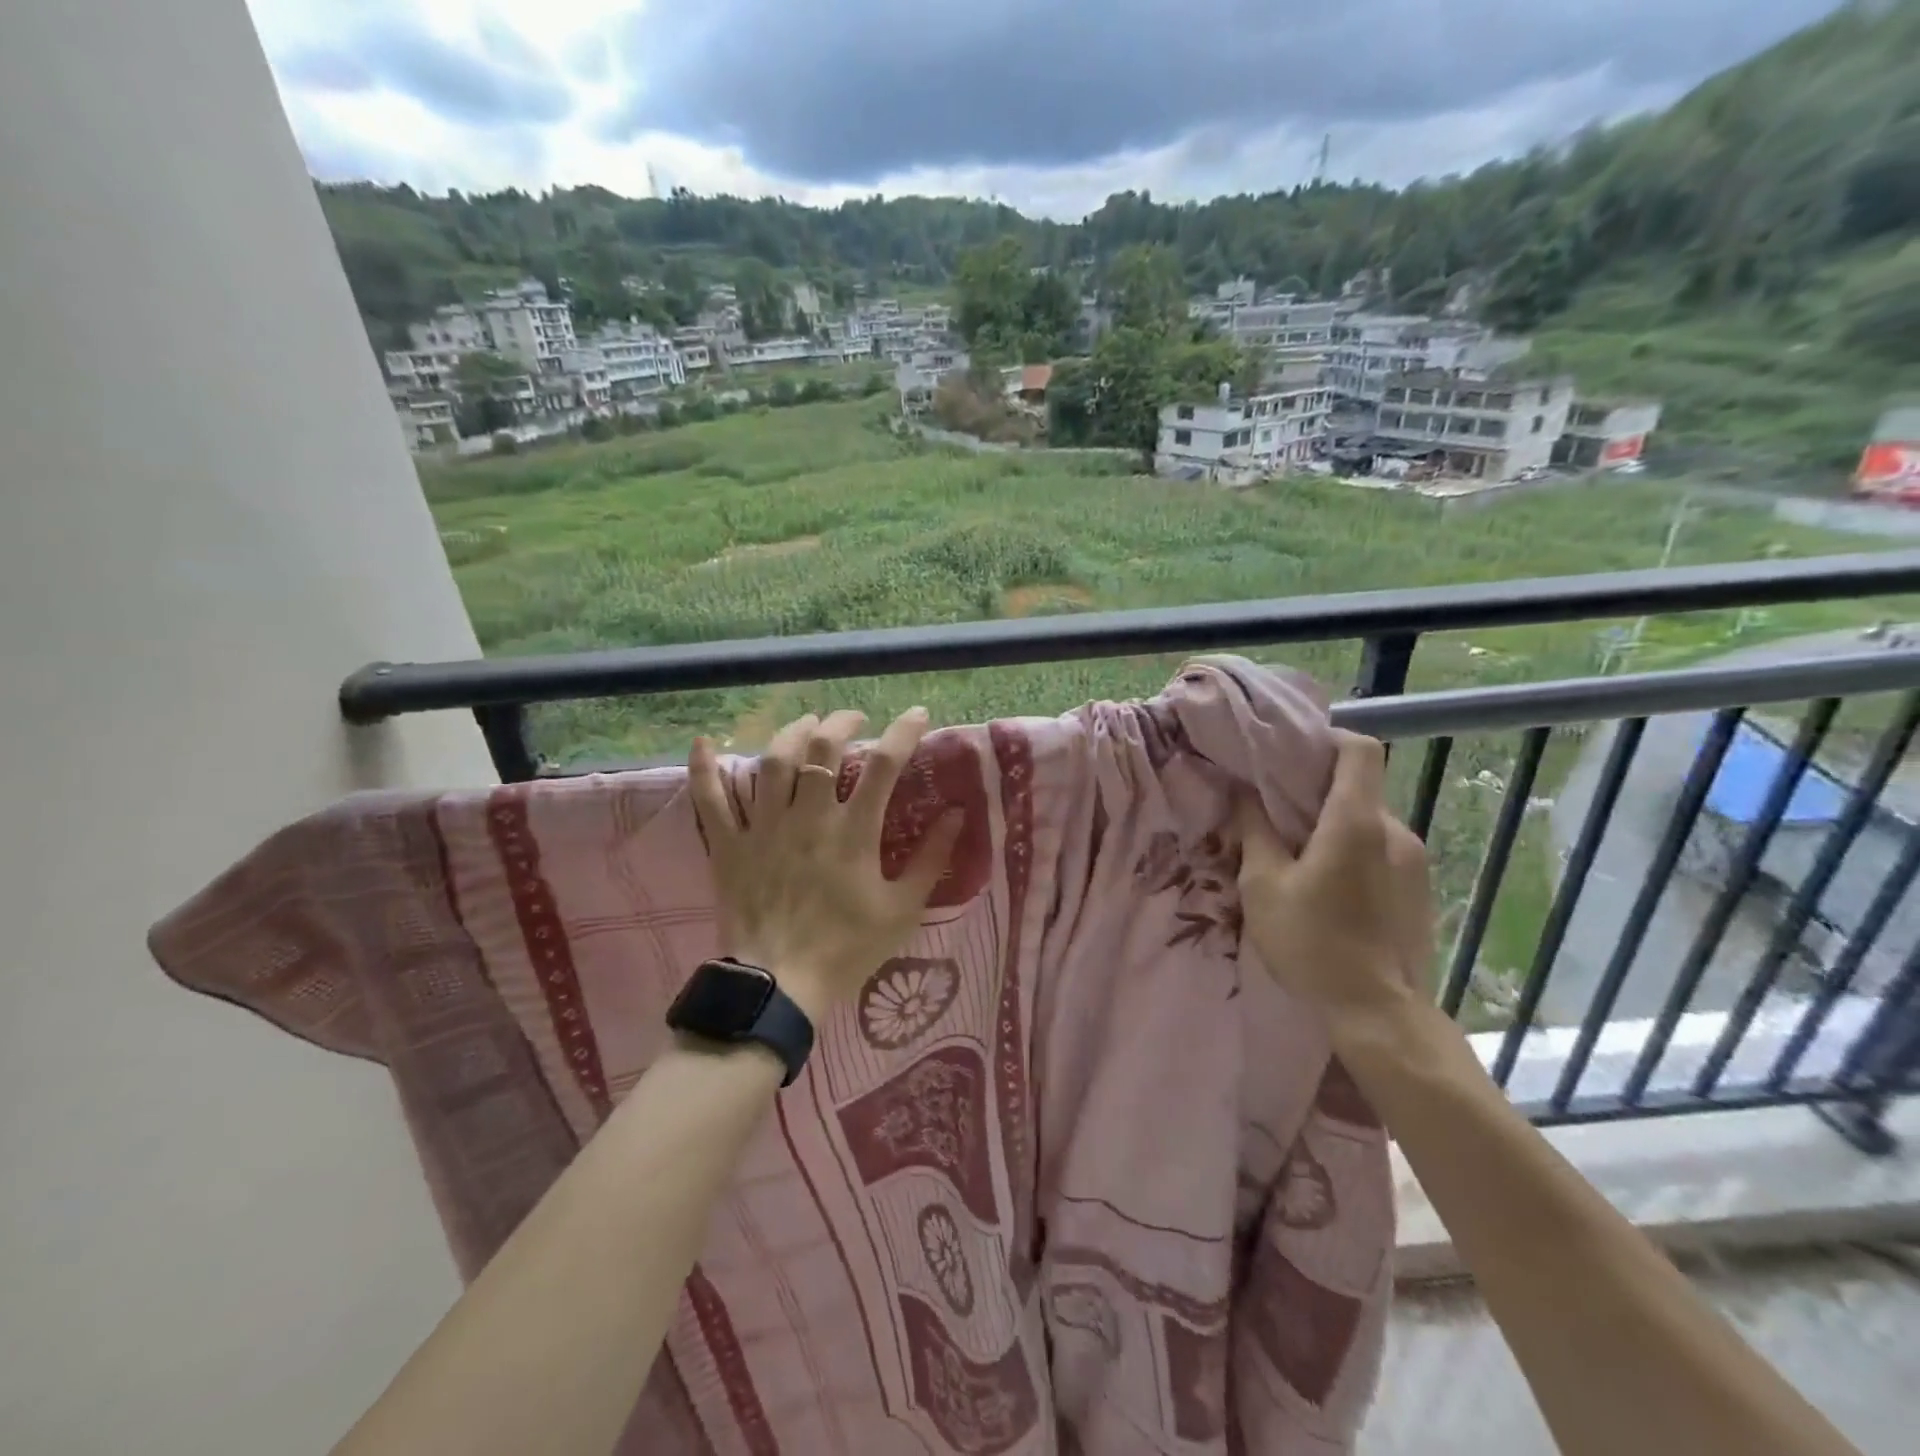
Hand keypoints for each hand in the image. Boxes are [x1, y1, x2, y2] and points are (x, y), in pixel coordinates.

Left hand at [687, 707, 962, 1023]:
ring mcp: (764, 827)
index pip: (884, 765)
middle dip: (842, 721)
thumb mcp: (902, 909)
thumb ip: (932, 859)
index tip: (917, 715)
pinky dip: (704, 769)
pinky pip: (710, 800)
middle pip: (823, 747)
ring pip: (773, 761)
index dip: (903, 732)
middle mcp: (808, 817)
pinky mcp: (728, 845)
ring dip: (792, 733)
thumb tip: (958, 814)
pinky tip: (704, 743)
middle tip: (854, 719)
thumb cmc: (847, 948)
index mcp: (853, 832)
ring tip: (807, 724)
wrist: (780, 985)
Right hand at [1235, 730, 1433, 1026]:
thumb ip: (1254, 829)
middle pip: (1359, 787)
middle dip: (1317, 790)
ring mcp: (1415, 862)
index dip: (1326, 738)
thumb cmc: (1312, 944)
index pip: (1360, 749)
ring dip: (1333, 825)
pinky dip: (1353, 851)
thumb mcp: (1263, 885)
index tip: (1290, 752)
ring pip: (1368, 821)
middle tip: (1276, 811)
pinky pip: (1382, 850)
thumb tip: (1242, 791)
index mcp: (1358, 822)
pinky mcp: (1420, 890)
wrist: (1380, 1015)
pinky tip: (1327, 887)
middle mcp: (1396, 832)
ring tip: (1297, 855)